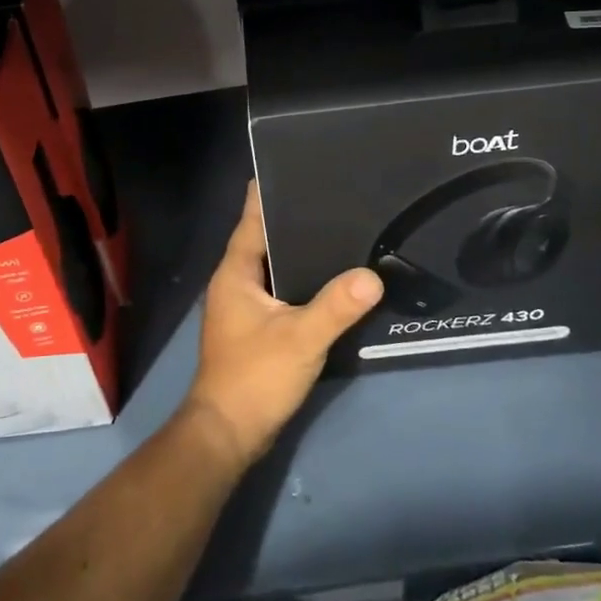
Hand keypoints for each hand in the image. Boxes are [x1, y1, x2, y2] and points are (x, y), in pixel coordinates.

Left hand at [185, 182, 382, 467]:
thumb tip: (372, 276)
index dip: (270, 192)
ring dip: (297, 251)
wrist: (228, 433)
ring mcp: (243, 306)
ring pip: (272, 265)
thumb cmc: (255, 377)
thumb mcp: (300, 338)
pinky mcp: (255, 327)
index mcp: (235, 273)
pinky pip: (279, 289)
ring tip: (337, 229)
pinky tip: (328, 278)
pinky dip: (299, 279)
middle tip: (331, 196)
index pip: (251, 218)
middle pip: (263, 238)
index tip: (296, 166)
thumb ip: (336, 306)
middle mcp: (234, 282)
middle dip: (292, 219)